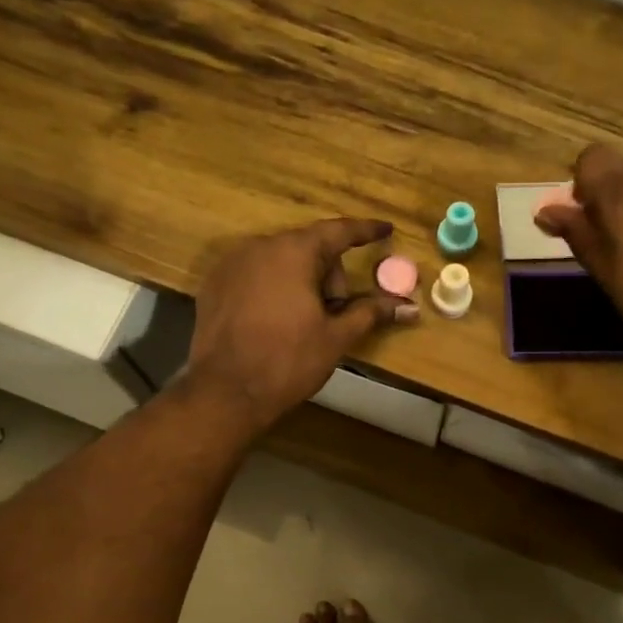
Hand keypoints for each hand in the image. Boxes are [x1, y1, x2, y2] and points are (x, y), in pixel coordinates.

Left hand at [186, 218, 416, 435]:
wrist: (226, 392)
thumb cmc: (288, 361)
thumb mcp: (336, 337)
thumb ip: (371, 313)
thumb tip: (409, 307)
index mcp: (293, 252)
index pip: (338, 231)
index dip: (365, 231)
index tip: (386, 229)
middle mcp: (259, 246)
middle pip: (308, 248)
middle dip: (328, 275)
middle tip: (334, 315)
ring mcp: (230, 264)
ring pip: (279, 262)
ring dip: (300, 282)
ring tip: (303, 323)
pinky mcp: (213, 286)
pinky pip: (254, 275)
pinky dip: (272, 289)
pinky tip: (274, 323)